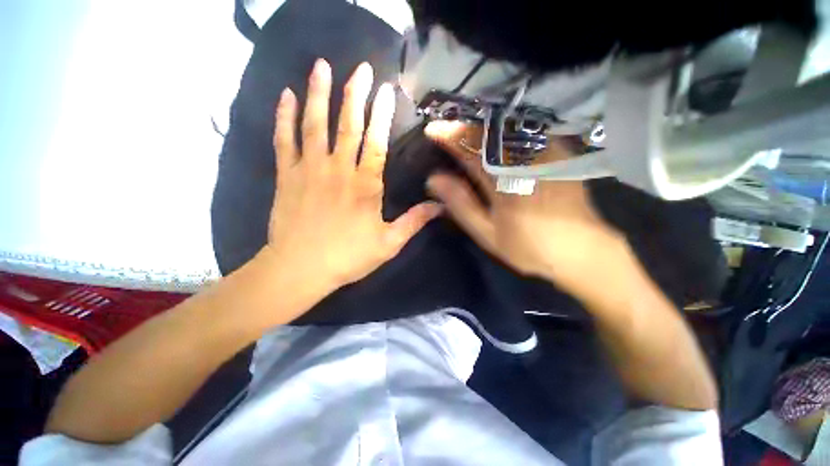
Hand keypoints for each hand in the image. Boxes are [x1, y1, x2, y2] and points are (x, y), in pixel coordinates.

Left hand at [264, 59, 441, 295]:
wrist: (301, 268)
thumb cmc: (348, 257)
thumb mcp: (389, 244)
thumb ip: (414, 222)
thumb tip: (440, 207)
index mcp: (365, 185)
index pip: (376, 141)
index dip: (382, 114)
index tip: (386, 90)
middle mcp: (338, 169)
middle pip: (347, 124)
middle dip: (355, 93)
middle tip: (360, 68)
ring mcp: (309, 169)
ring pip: (314, 124)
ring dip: (319, 93)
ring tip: (321, 65)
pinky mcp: (287, 175)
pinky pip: (284, 139)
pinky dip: (284, 116)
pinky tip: (287, 95)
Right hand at [425, 120, 626, 294]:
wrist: (581, 251)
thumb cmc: (528, 247)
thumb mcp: (487, 232)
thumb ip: (461, 204)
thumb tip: (434, 179)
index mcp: (506, 182)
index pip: (472, 150)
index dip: (451, 137)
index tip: (433, 130)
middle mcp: (528, 160)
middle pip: (490, 132)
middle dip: (465, 126)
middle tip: (446, 127)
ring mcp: (548, 152)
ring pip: (508, 127)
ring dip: (483, 126)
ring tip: (464, 129)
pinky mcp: (560, 152)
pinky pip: (526, 131)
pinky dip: (504, 130)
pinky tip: (494, 136)